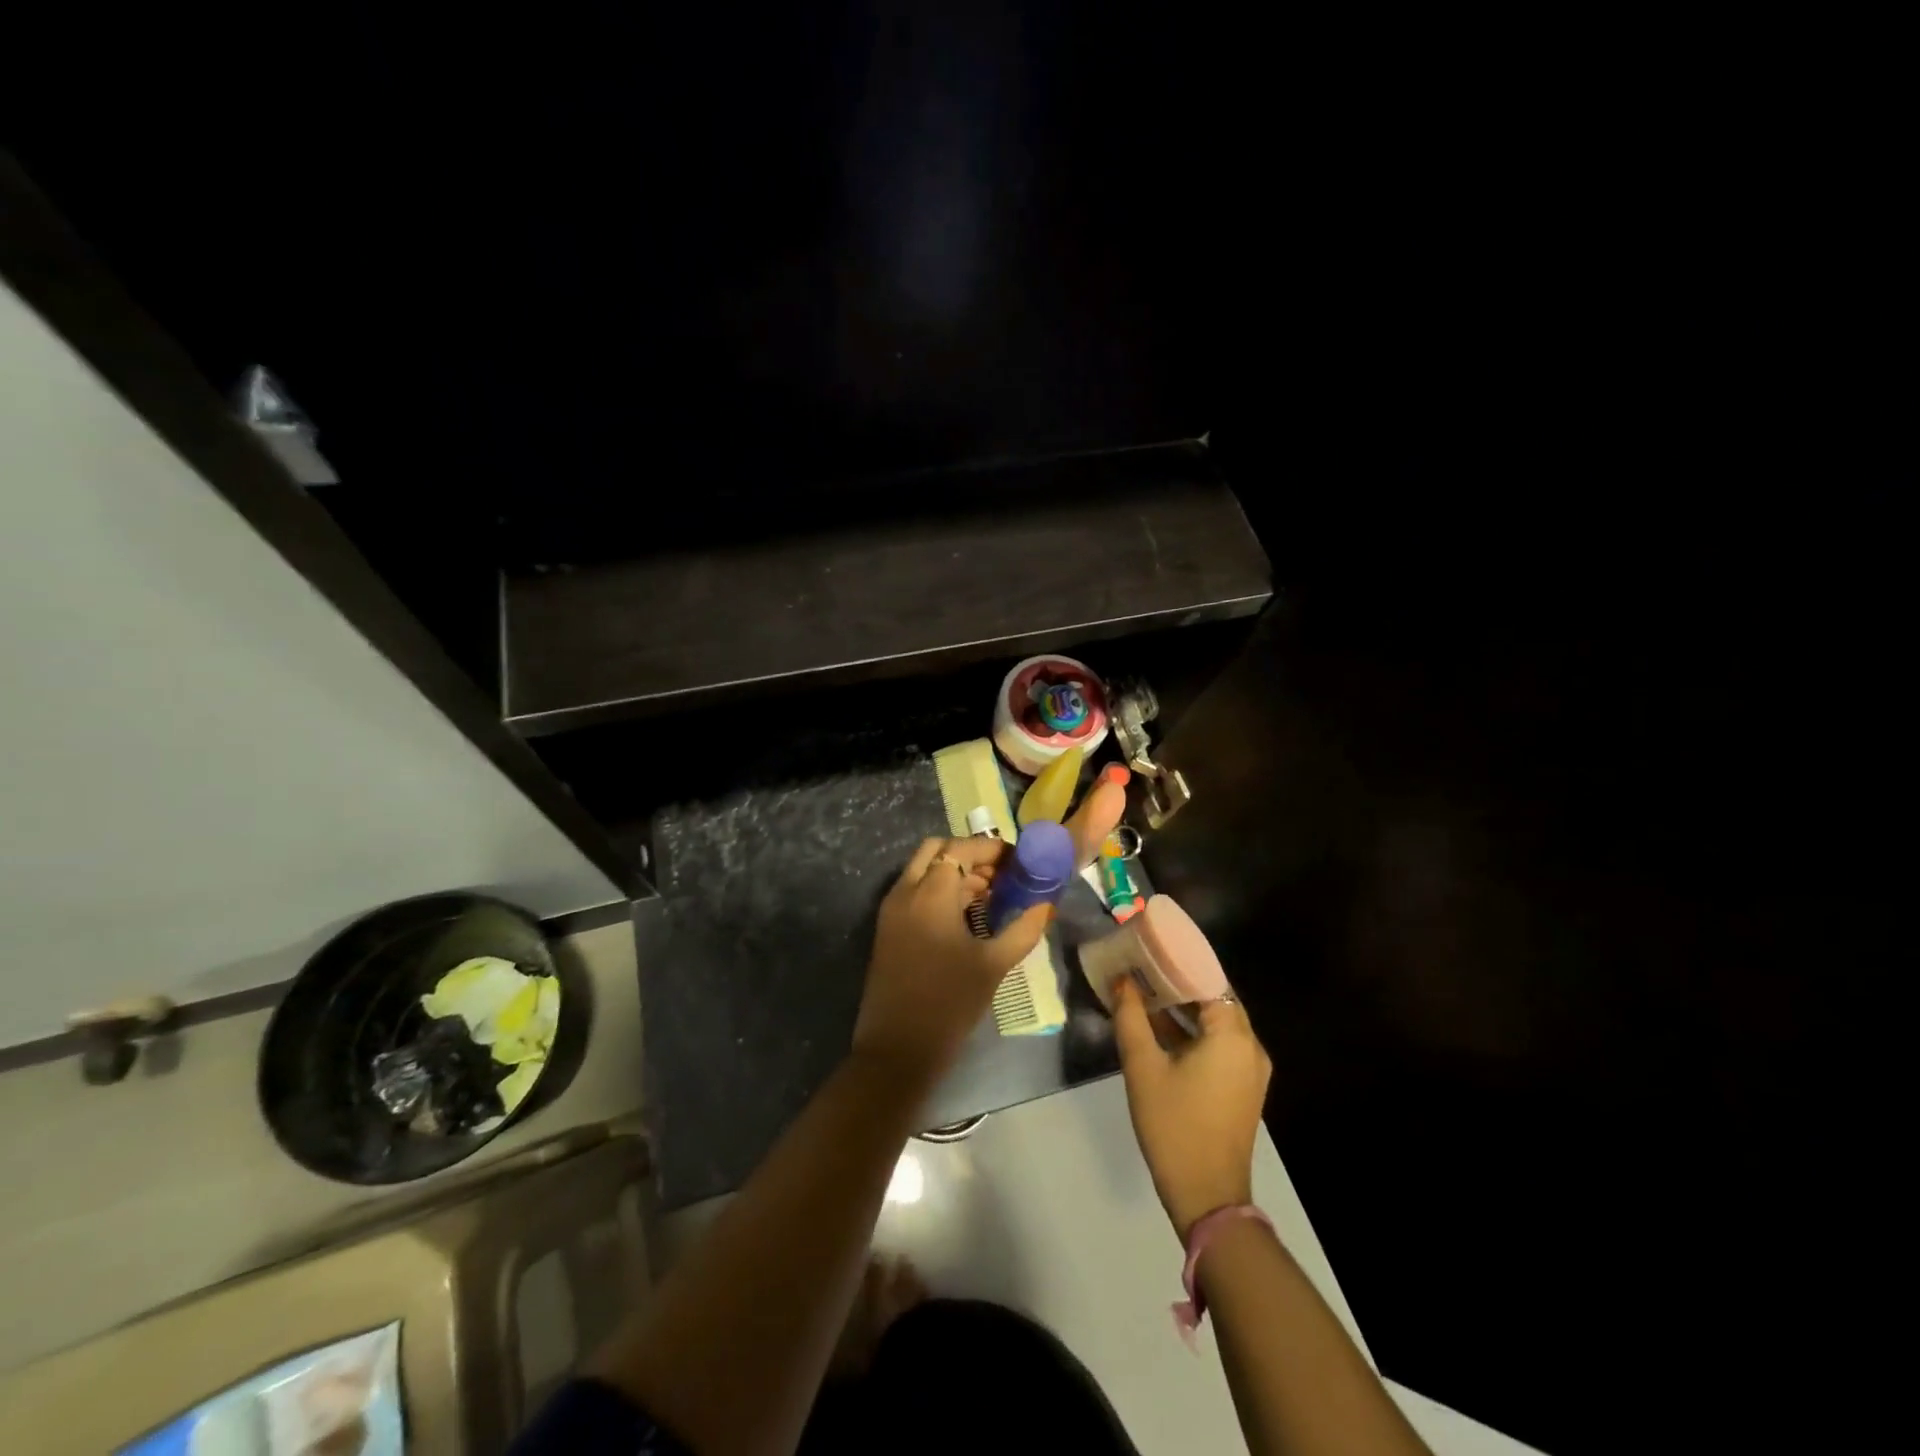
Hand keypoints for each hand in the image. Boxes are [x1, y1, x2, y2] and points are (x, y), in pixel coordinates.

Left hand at [852, 836, 1050, 1086]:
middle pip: (937, 850)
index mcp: (931, 893)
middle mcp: (906, 891)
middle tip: (1001, 875)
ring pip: (922, 870)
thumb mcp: (993, 965)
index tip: (1018, 861)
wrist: (897, 1047)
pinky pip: (914, 891)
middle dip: (969, 855)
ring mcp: (892, 909)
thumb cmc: (949, 1003)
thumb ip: (1023, 930)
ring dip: (954, 872)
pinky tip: (965, 915)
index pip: (961, 848)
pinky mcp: (887, 928)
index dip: (991, 849)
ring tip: (990, 896)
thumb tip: (1046, 906)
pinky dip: (938, 889)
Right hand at [1112, 977, 1271, 1238]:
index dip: (1178, 959)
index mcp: (1232, 1034)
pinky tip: (1160, 1026)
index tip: (1148, 946)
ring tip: (1145, 989)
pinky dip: (1193, 1031)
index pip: (1209, 977)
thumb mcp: (1143, 1067)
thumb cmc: (1174, 1125)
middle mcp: (1250, 1045)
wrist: (1207, 1196)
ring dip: (1184, 1006)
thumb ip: (1131, 1017)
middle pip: (1215, 997)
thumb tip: (1121, 980)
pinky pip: (1219, 1043)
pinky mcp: (1242, 1086)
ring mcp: (1250, 1068)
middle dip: (1178, 980)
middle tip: (1142, 964)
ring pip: (1216, 1021)